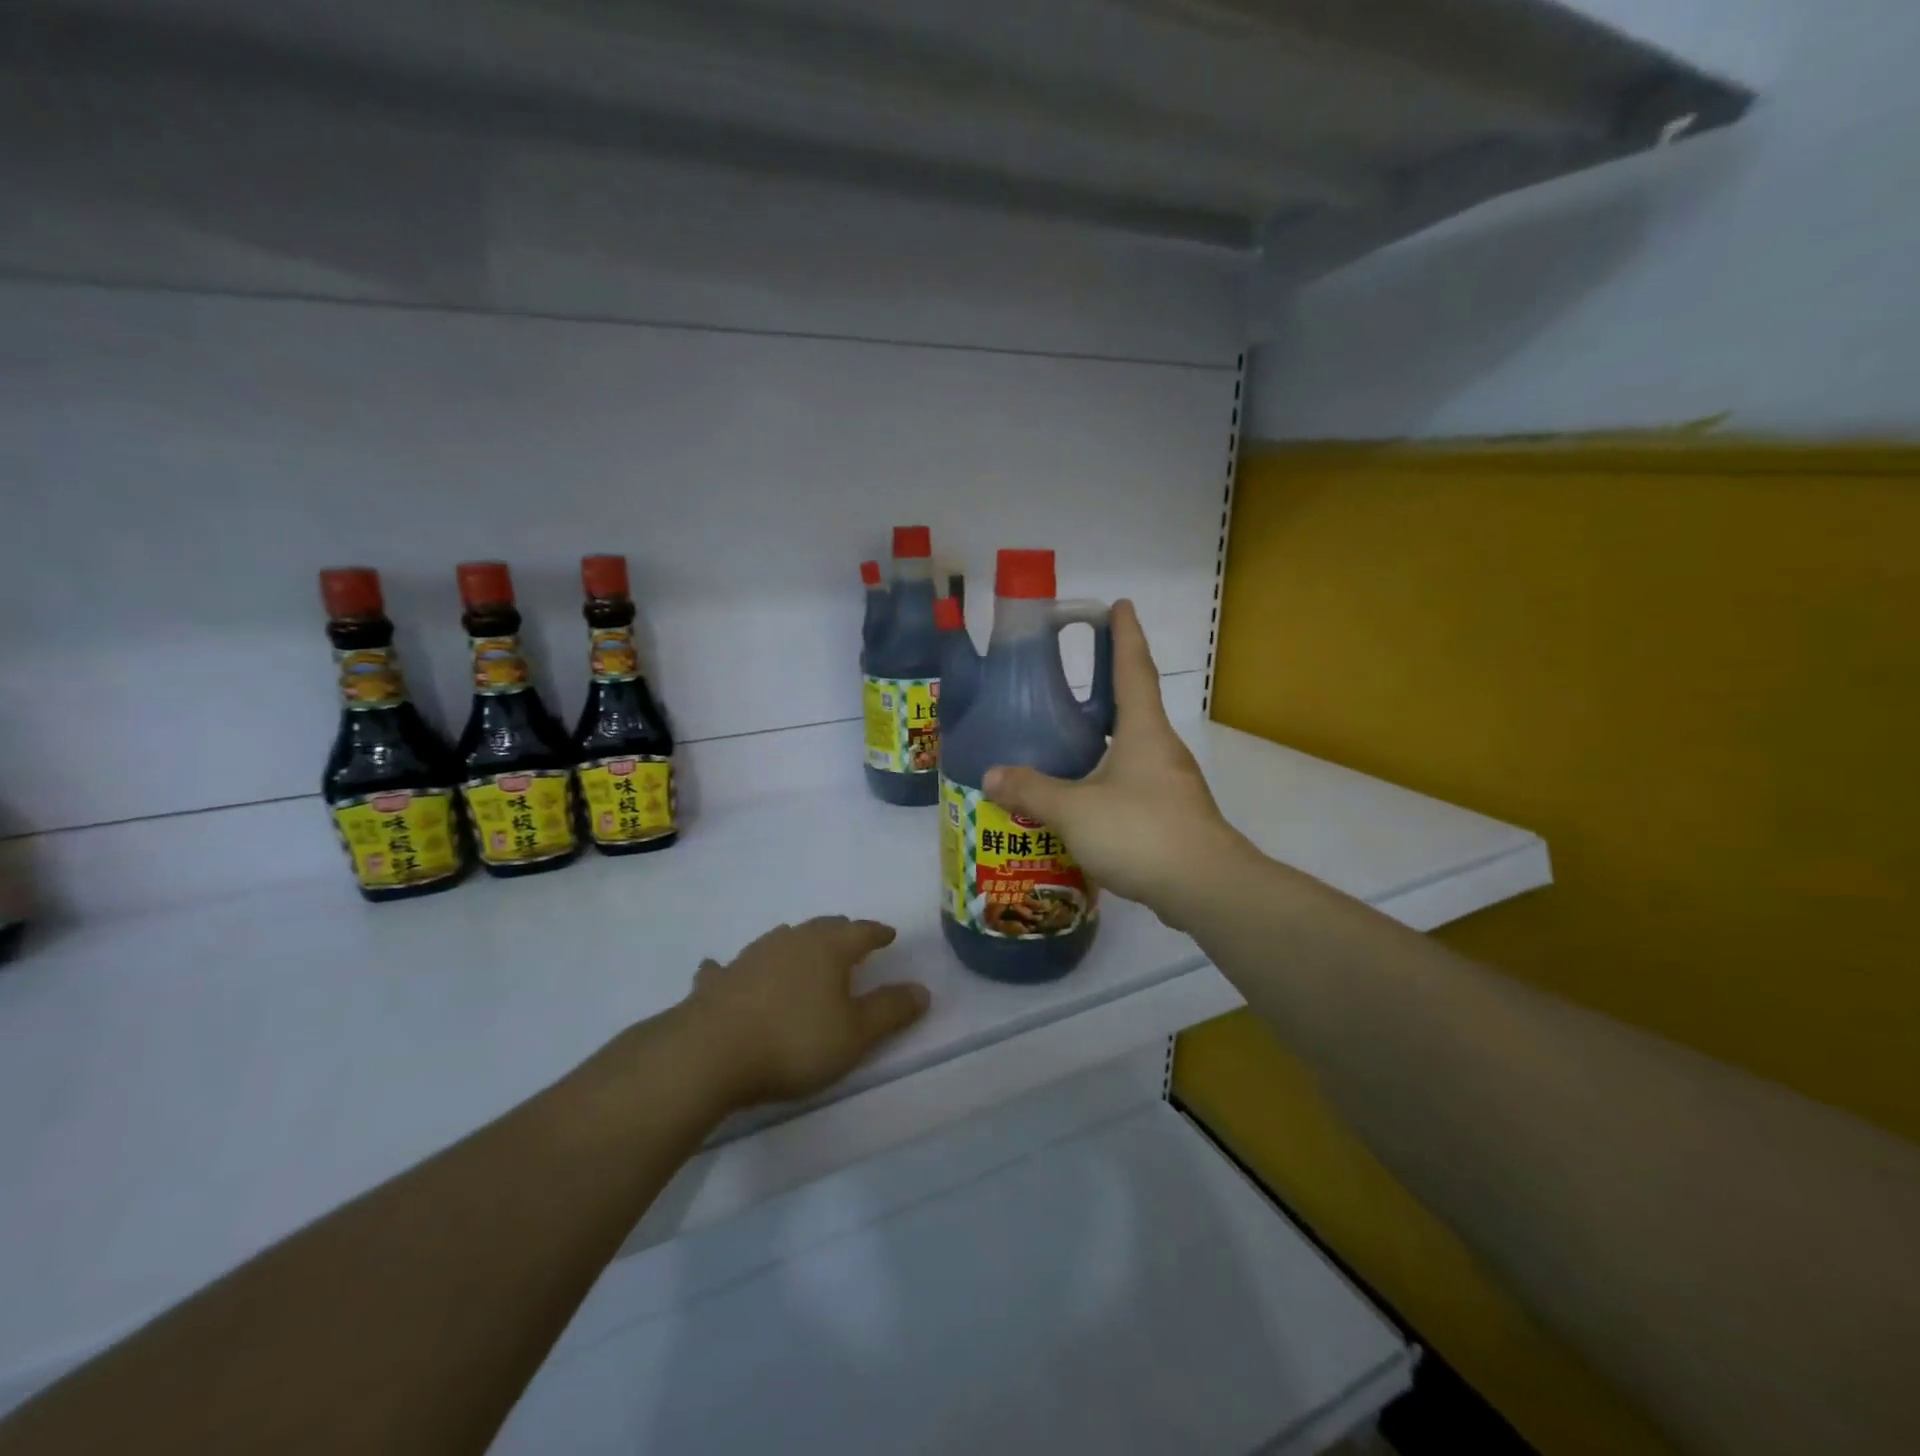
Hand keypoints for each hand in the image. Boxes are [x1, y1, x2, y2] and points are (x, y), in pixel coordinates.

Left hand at [682, 917, 929, 1107]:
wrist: (709, 1053)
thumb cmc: (794, 1041)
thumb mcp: (855, 1034)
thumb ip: (890, 1010)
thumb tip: (922, 990)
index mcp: (827, 948)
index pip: (861, 931)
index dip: (877, 933)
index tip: (888, 934)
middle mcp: (790, 941)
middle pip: (822, 928)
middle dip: (840, 932)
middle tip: (852, 940)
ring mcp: (750, 956)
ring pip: (781, 940)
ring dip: (796, 945)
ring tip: (803, 952)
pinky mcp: (718, 980)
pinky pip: (730, 967)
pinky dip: (737, 968)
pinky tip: (723, 969)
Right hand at [984, 600, 1249, 927]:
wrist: (1205, 887)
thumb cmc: (1140, 831)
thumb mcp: (1074, 809)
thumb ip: (1031, 790)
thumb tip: (991, 775)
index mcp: (1143, 731)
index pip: (1133, 669)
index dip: (1125, 635)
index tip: (1121, 605)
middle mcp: (1161, 749)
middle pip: (1134, 707)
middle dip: (1108, 688)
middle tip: (1071, 682)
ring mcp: (1171, 784)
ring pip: (1132, 751)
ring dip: (1105, 741)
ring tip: (1067, 744)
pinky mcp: (1172, 816)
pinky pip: (1133, 785)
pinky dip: (1108, 781)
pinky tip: (1084, 800)